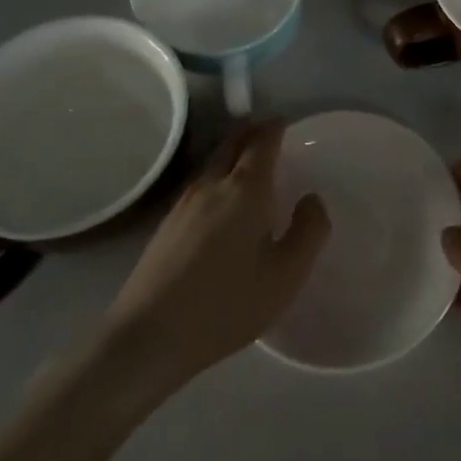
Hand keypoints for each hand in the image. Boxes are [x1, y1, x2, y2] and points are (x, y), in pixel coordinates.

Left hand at [99, 120, 329, 394]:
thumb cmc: (227, 304)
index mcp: (246, 188)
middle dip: (251, 132)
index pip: (263, 141)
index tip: (287, 123)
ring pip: (213, 162)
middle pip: (232, 142)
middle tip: (268, 132)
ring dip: (232, 152)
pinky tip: (221, 201)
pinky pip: (200, 184)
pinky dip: (217, 175)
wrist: (148, 336)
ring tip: (248, 163)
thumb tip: (312, 199)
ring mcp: (184, 203)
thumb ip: (309, 230)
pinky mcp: (167, 225)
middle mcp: (213, 184)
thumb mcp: (286, 274)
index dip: (276, 128)